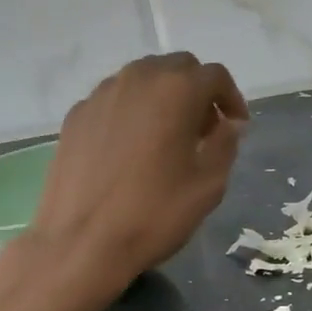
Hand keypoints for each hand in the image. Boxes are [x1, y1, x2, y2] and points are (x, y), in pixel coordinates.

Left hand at [28, 53, 249, 293]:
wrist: (81, 243)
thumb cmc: (154, 213)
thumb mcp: (209, 184)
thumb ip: (225, 144)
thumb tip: (229, 124)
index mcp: (176, 90)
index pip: (214, 76)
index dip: (231, 98)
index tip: (236, 127)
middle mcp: (137, 79)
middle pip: (177, 68)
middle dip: (197, 92)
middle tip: (204, 130)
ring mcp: (100, 95)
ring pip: (142, 79)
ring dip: (163, 97)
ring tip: (167, 137)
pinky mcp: (76, 115)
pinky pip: (114, 99)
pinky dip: (132, 111)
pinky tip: (131, 148)